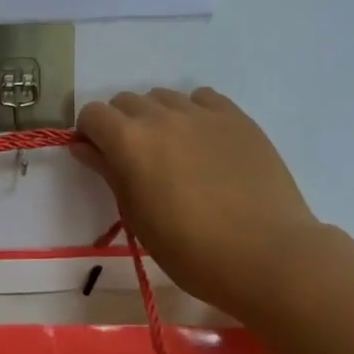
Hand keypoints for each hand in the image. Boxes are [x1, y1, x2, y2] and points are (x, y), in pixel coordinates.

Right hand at [71, 87, 319, 321]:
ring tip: (174, 152)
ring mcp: (202, 113)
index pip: (93, 114)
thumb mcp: (138, 217)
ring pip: (163, 97)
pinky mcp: (236, 117)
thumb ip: (109, 174)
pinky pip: (202, 98)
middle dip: (121, 125)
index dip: (90, 134)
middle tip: (137, 161)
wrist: (268, 256)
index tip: (100, 158)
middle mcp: (161, 116)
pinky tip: (204, 142)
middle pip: (126, 101)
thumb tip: (84, 148)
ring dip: (156, 117)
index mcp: (130, 141)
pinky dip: (193, 112)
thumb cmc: (191, 250)